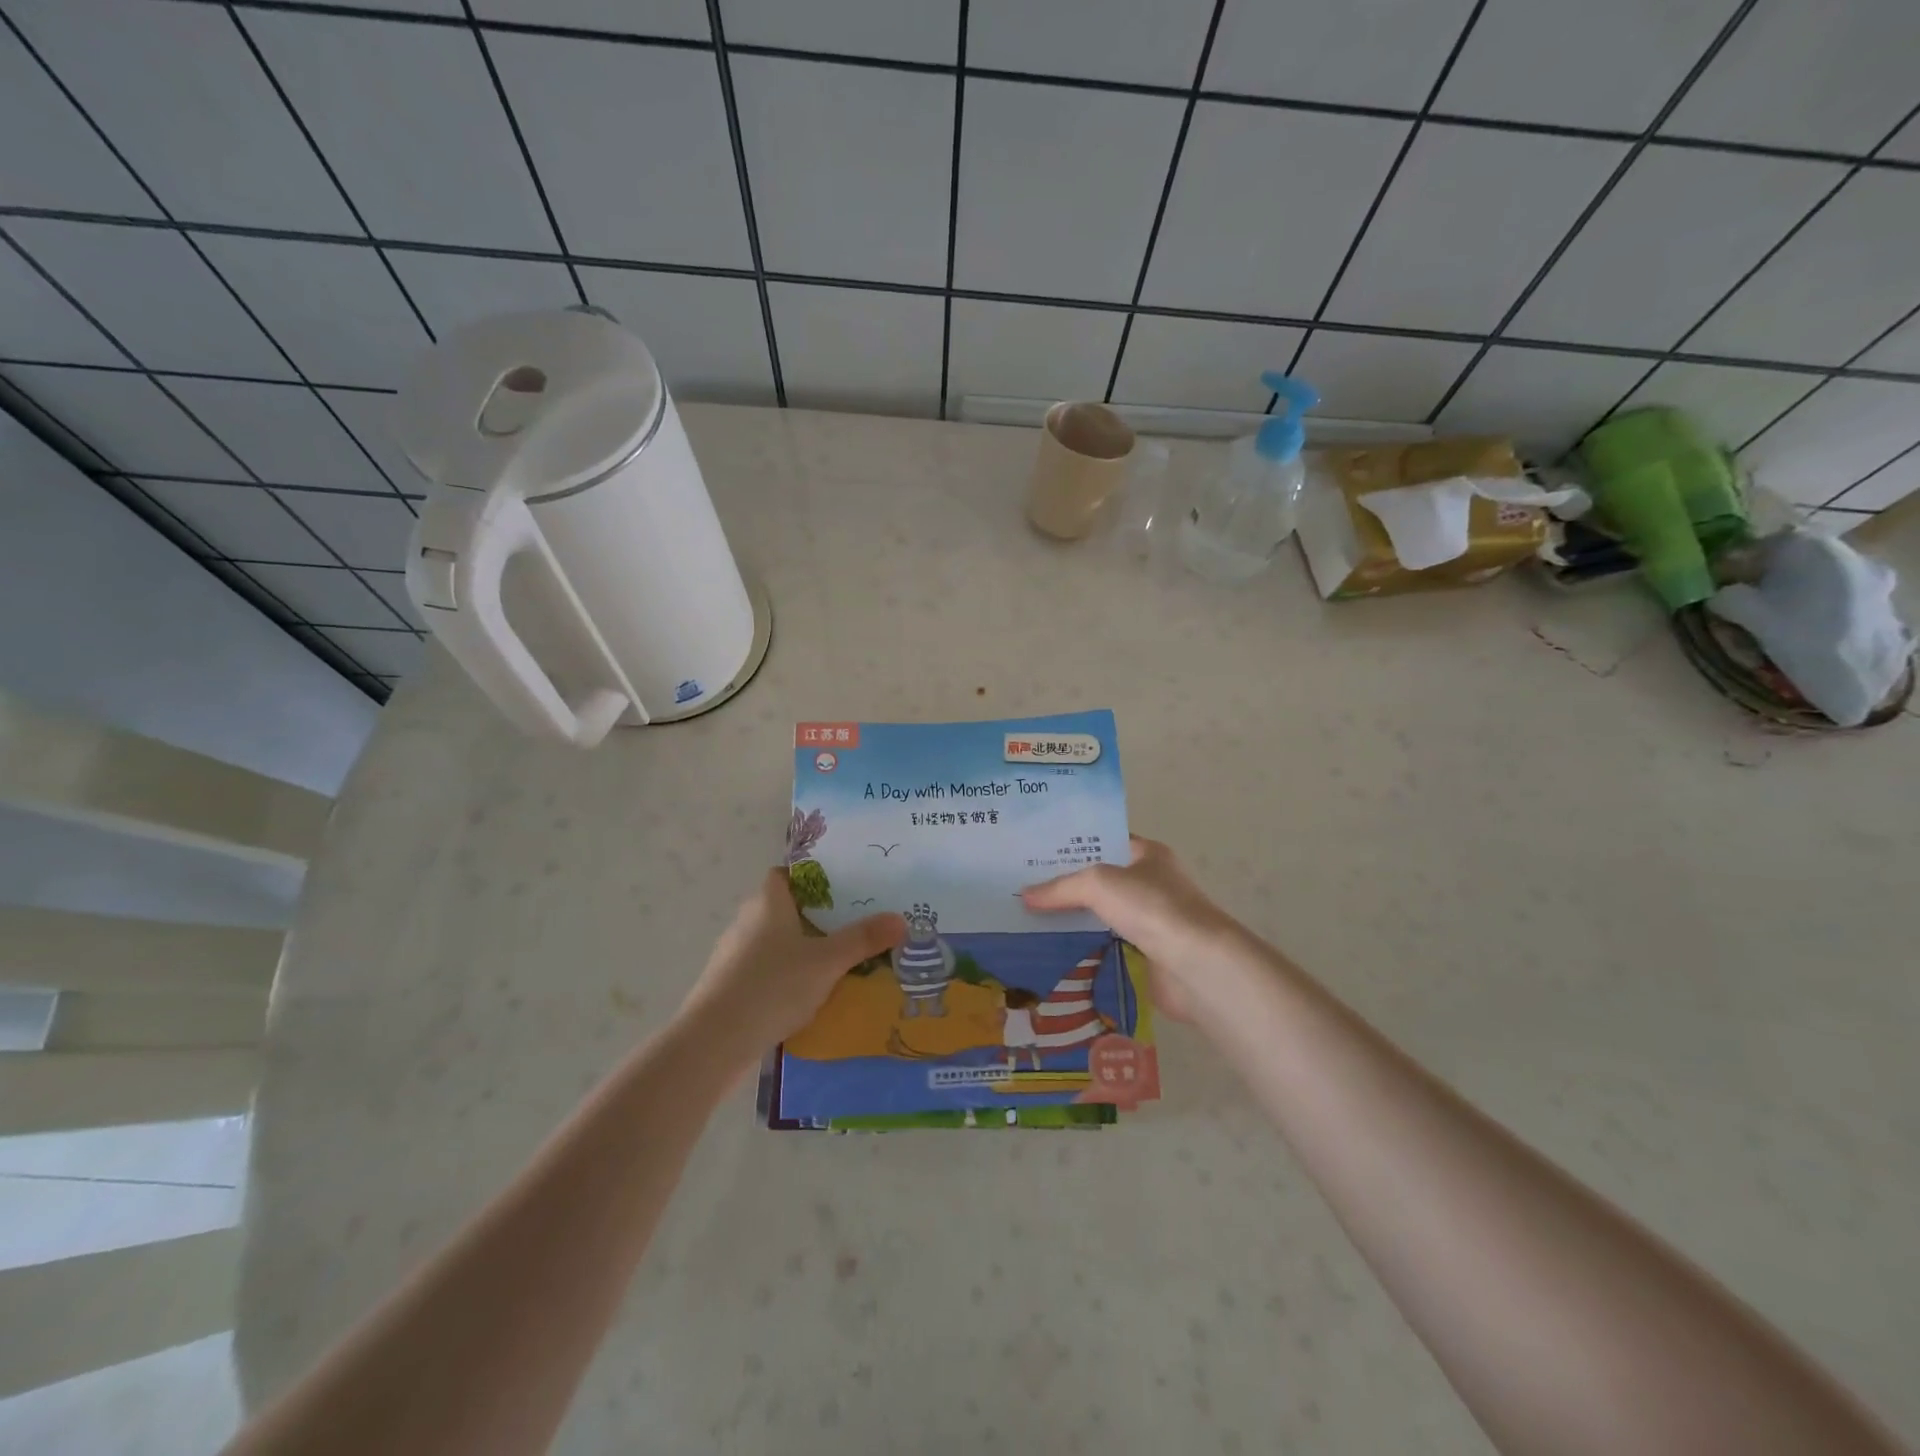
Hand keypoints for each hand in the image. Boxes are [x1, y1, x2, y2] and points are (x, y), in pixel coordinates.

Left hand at [679, 869, 905, 1059]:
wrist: (714, 1042)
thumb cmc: (772, 986)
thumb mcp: (827, 962)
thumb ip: (863, 939)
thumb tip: (901, 919)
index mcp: (767, 902)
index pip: (787, 873)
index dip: (814, 877)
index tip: (845, 888)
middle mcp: (747, 921)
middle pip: (786, 908)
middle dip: (818, 917)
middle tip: (854, 925)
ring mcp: (735, 955)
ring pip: (776, 942)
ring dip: (802, 950)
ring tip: (840, 962)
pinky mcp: (730, 987)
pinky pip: (767, 971)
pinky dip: (787, 977)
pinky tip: (811, 996)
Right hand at [1020, 837, 1244, 1023]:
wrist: (1197, 965)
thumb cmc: (1152, 908)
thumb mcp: (1099, 884)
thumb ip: (1061, 887)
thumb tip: (1025, 895)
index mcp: (1147, 854)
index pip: (1105, 841)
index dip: (1073, 844)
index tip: (1037, 852)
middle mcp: (1151, 883)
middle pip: (1100, 880)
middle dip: (1066, 885)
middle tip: (1024, 887)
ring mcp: (1151, 921)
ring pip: (1102, 915)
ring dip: (1073, 920)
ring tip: (1029, 919)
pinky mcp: (1147, 955)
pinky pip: (1107, 946)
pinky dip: (1085, 948)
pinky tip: (1054, 950)